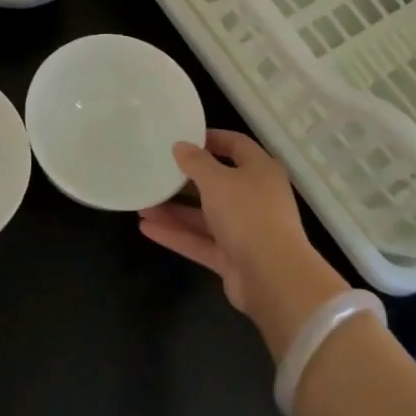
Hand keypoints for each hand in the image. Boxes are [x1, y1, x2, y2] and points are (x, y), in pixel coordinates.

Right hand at [138, 130, 349, 360]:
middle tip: (155, 173)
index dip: (210, 139)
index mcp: (260, 171)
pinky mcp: (232, 257)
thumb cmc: (248, 214)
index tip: (182, 138)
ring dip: (175, 211)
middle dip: (185, 181)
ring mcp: (244, 230)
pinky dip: (177, 235)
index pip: (236, 145)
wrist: (273, 277)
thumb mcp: (217, 180)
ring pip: (205, 215)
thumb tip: (181, 146)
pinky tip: (147, 228)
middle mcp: (255, 197)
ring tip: (142, 205)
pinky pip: (201, 241)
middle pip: (217, 183)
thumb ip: (196, 162)